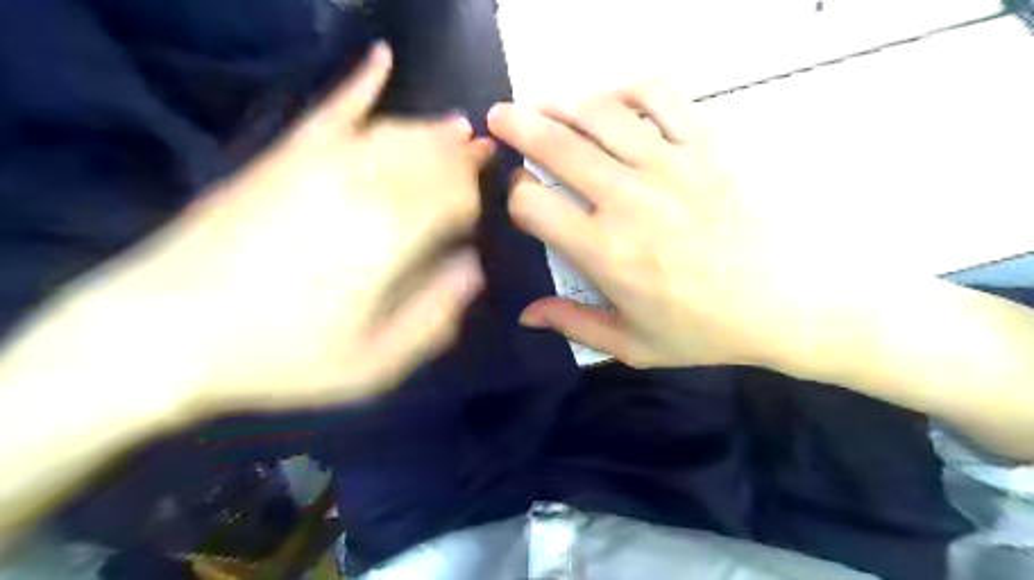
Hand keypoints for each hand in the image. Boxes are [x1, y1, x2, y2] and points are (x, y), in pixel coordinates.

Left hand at [52, 46, 490, 415]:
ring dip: (433, 130)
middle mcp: (363, 187)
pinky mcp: (281, 157)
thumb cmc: (280, 358)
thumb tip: (472, 270)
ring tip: (458, 129)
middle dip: (464, 159)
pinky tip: (383, 58)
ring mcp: (319, 164)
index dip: (476, 199)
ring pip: (395, 132)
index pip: (456, 196)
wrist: (163, 333)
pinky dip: (361, 83)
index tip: (481, 213)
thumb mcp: (372, 363)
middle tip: (485, 159)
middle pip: (432, 158)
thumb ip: (433, 317)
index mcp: (391, 237)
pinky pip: (332, 110)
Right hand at [490, 82, 834, 368]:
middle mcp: (626, 199)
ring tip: (545, 103)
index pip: (532, 203)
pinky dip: (629, 88)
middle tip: (499, 116)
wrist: (790, 303)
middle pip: (555, 145)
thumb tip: (527, 313)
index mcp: (603, 250)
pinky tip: (614, 98)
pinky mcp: (705, 145)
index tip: (520, 195)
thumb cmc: (707, 329)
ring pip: (599, 113)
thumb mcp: (633, 345)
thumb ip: (574, 325)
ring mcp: (668, 165)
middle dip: (517, 126)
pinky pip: (660, 96)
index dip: (515, 194)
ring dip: (562, 103)